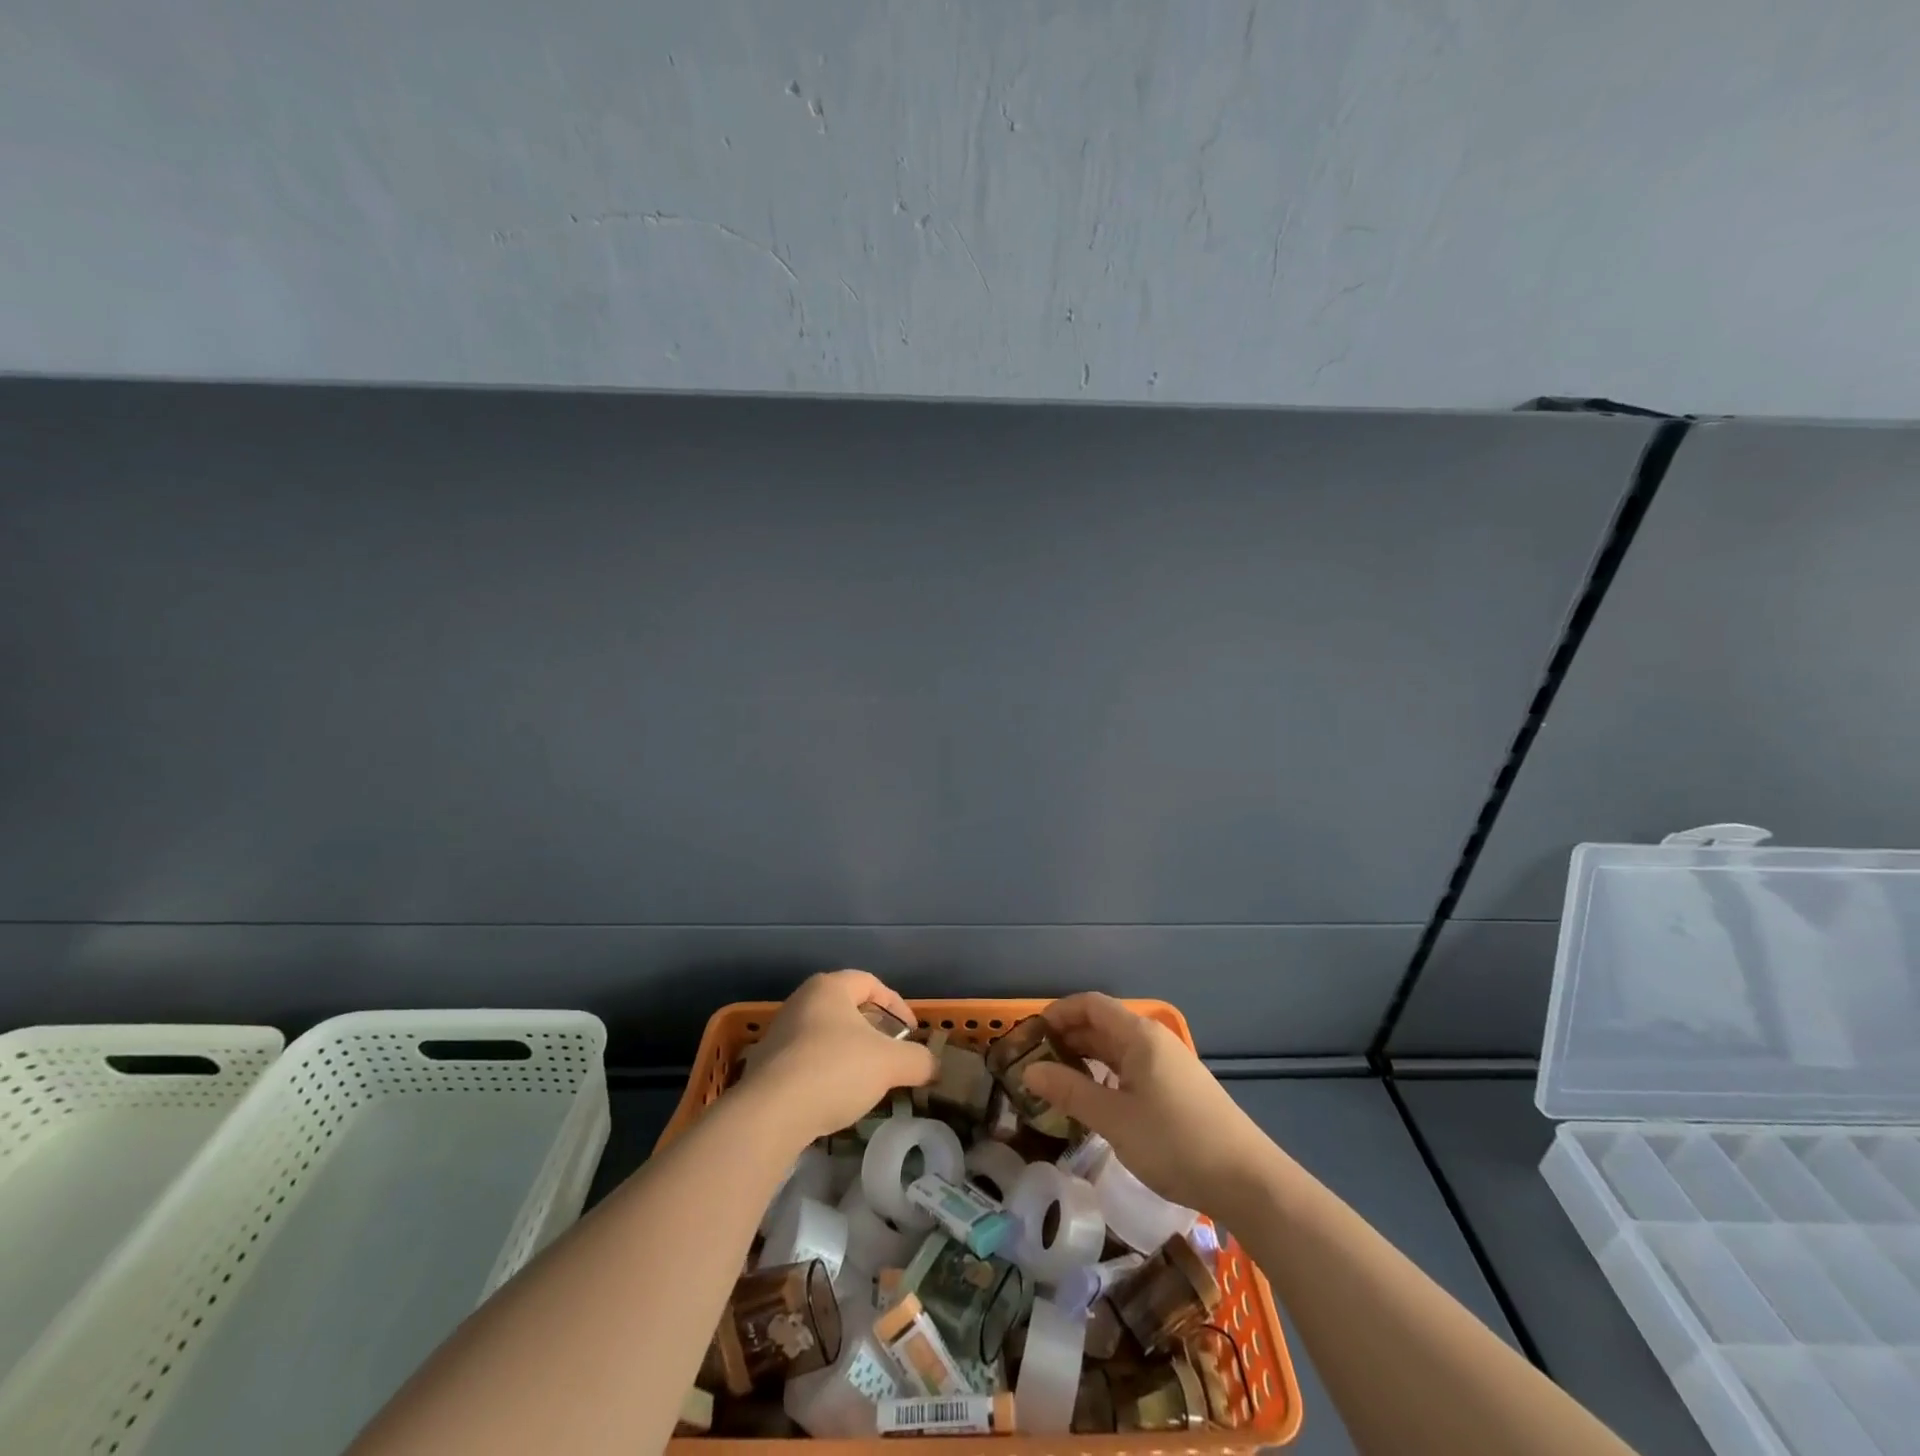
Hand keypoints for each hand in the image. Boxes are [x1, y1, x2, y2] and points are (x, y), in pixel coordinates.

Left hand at [744, 970, 936, 1144]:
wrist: (769, 1114)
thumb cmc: (834, 1069)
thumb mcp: (890, 1064)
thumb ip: (918, 1060)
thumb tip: (934, 1066)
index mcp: (829, 988)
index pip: (870, 982)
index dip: (896, 1004)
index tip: (911, 1032)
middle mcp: (801, 1001)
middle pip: (846, 1008)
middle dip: (873, 1030)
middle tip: (892, 1054)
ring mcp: (779, 1033)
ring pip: (826, 1035)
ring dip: (850, 1053)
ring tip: (868, 1079)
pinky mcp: (766, 1065)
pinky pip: (806, 1060)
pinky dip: (827, 1072)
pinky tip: (836, 1097)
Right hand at [1021, 993, 1272, 1217]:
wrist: (1247, 1180)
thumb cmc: (1174, 1142)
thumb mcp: (1114, 1119)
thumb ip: (1069, 1091)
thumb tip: (1029, 1071)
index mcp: (1138, 1035)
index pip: (1090, 1005)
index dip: (1057, 1013)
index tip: (1029, 1036)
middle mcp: (1153, 1040)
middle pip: (1102, 1024)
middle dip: (1067, 1037)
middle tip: (1034, 1064)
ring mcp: (1168, 1063)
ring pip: (1116, 1048)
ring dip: (1085, 1058)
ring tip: (1056, 1082)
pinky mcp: (1177, 1087)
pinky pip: (1131, 1067)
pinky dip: (1106, 1074)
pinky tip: (1094, 1099)